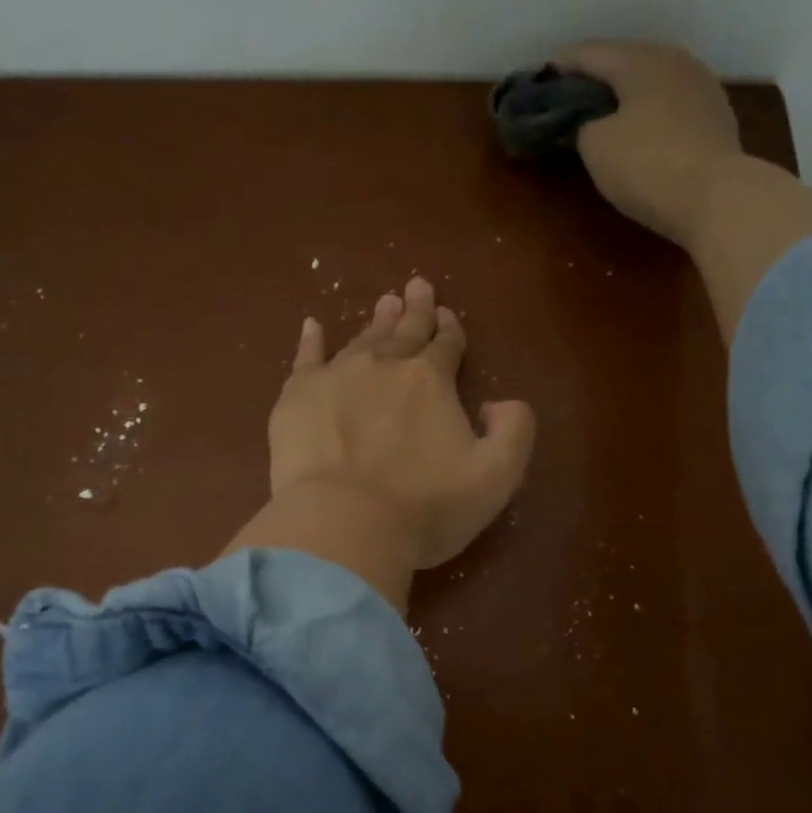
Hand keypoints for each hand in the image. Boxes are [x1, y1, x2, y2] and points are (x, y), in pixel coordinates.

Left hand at [225, 277, 536, 613]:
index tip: (449, 317)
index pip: (445, 346)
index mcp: (432, 380)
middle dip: (416, 311)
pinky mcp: (298, 397)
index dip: (450, 331)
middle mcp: (385, 365)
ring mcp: (337, 376)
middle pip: (405, 332)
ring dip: (377, 321)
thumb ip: (514, 430)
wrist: (345, 525)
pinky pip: (306, 357)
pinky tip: (313, 326)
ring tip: (384, 303)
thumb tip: (499, 402)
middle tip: (418, 287)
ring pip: (362, 339)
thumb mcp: (497, 476)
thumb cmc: (427, 507)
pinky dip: (312, 340)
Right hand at [553, 40, 744, 247]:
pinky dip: (651, 113)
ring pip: (653, 82)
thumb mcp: (596, 147)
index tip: (540, 78)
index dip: (561, 66)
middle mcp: (674, 61)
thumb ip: (583, 125)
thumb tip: (590, 123)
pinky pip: (672, 106)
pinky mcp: (717, 118)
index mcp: (640, 60)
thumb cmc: (647, 165)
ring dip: (627, 94)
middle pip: (626, 62)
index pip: (590, 53)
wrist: (717, 197)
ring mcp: (702, 87)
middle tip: (572, 96)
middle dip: (597, 78)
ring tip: (606, 113)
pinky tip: (642, 130)